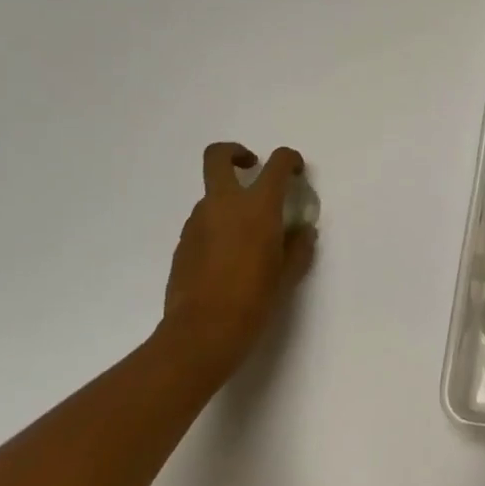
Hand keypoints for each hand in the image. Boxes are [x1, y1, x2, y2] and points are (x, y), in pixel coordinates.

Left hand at [161, 143, 316, 374]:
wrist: (202, 333)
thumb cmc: (255, 300)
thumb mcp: (288, 274)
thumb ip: (299, 246)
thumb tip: (301, 232)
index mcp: (257, 207)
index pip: (277, 164)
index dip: (290, 159)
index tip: (297, 171)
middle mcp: (223, 205)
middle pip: (218, 156)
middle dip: (235, 153)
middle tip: (252, 168)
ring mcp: (197, 222)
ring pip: (211, 195)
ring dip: (229, 201)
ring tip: (248, 235)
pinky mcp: (183, 244)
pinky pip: (204, 223)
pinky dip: (218, 227)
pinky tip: (229, 259)